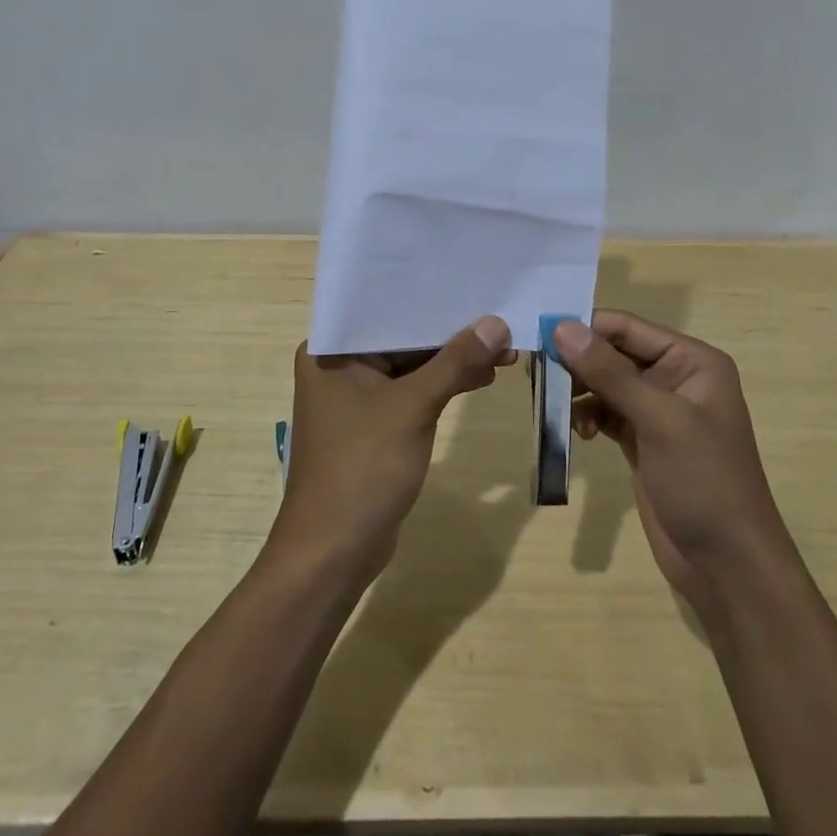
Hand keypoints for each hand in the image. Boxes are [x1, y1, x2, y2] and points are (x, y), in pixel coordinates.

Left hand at [273, 318, 513, 582]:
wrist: (333, 552)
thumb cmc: (362, 468)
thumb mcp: (412, 408)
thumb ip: (454, 363)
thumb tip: (497, 323)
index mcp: (332, 350)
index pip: (387, 310)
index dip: (432, 297)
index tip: (474, 282)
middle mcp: (339, 366)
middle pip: (402, 338)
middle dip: (451, 333)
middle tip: (501, 320)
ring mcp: (355, 398)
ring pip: (411, 366)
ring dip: (452, 361)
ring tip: (504, 350)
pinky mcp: (373, 425)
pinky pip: (411, 392)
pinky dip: (442, 386)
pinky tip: (480, 378)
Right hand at [556, 312, 788, 616]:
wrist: (727, 564)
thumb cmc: (704, 480)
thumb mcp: (659, 420)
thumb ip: (609, 372)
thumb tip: (561, 327)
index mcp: (692, 361)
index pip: (628, 327)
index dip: (585, 326)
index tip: (538, 333)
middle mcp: (675, 377)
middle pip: (613, 352)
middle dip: (577, 361)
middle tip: (536, 373)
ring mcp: (658, 411)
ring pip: (605, 383)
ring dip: (579, 390)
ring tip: (552, 404)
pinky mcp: (642, 440)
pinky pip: (606, 412)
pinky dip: (588, 416)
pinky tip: (579, 432)